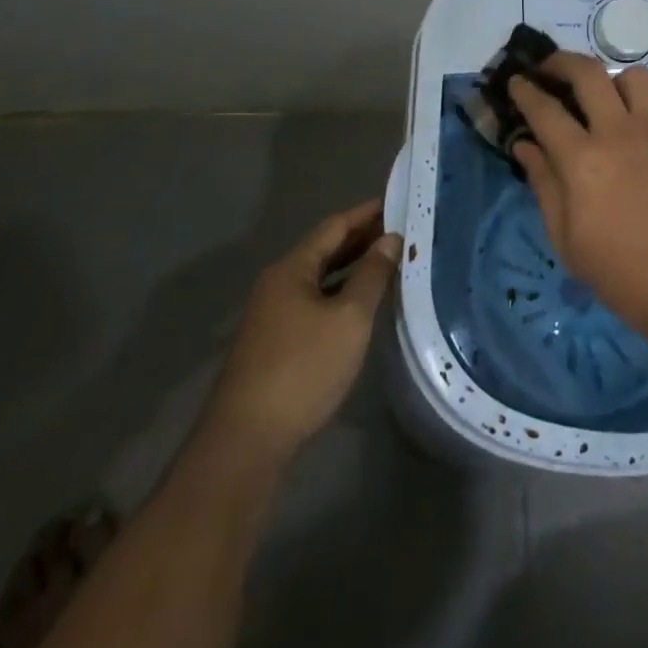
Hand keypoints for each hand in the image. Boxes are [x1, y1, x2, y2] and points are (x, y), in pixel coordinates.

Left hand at [197, 200, 400, 466]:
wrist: (246, 444)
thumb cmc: (303, 369)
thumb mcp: (349, 318)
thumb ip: (372, 274)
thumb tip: (391, 239)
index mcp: (291, 269)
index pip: (335, 226)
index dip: (367, 213)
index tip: (399, 202)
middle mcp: (277, 284)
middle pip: (325, 249)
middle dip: (362, 238)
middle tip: (402, 230)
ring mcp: (272, 316)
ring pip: (319, 278)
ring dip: (352, 267)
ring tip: (390, 262)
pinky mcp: (274, 344)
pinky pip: (314, 302)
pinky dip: (340, 293)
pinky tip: (361, 304)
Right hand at [508, 52, 647, 337]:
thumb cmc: (619, 271)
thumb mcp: (566, 238)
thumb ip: (544, 184)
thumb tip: (525, 146)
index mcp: (582, 160)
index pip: (545, 110)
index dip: (525, 91)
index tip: (517, 81)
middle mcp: (619, 132)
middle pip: (588, 73)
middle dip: (562, 62)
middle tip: (551, 70)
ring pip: (635, 76)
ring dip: (614, 80)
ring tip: (607, 97)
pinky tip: (647, 125)